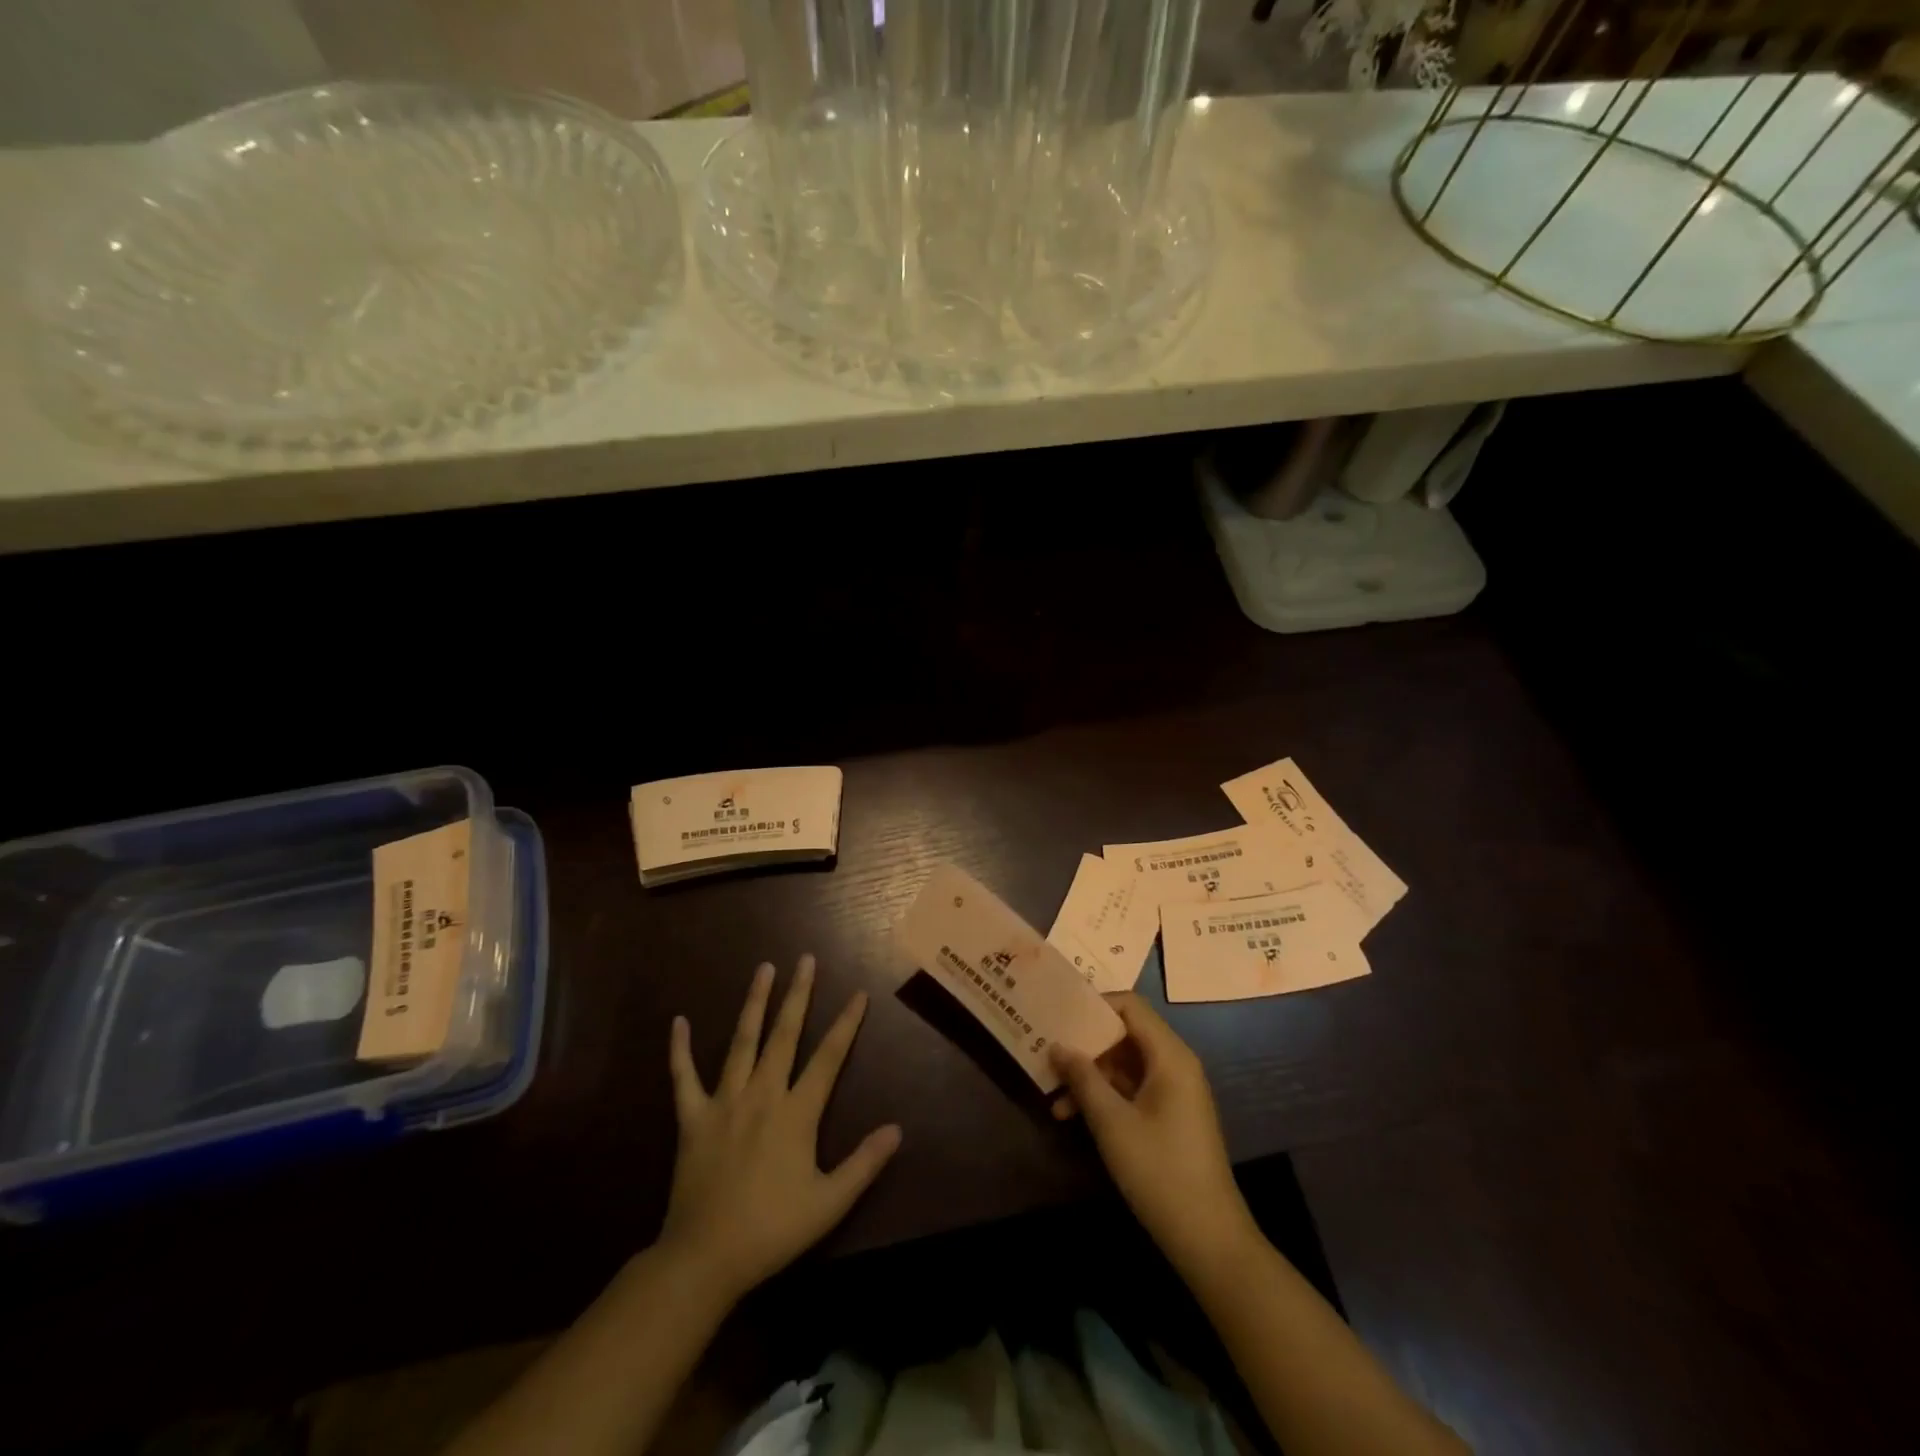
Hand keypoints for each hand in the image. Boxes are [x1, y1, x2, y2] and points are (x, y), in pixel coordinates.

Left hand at [660, 955, 900, 1303]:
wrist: (705, 1258)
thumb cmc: (772, 1229)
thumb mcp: (829, 1203)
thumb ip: (864, 1163)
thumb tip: (897, 1129)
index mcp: (796, 1112)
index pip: (828, 1058)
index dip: (846, 1024)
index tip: (859, 993)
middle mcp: (762, 1094)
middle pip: (784, 1034)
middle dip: (798, 994)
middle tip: (806, 959)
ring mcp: (724, 1102)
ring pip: (741, 1041)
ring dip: (754, 1002)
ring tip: (764, 968)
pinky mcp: (692, 1118)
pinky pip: (683, 1078)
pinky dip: (680, 1050)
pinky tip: (679, 1022)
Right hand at [1050, 993, 1257, 1274]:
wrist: (1209, 1239)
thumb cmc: (1159, 1171)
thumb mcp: (1111, 1122)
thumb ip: (1082, 1078)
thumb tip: (1057, 1044)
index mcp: (1169, 1056)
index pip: (1129, 1006)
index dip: (1094, 1004)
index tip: (1059, 1013)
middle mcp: (1175, 1064)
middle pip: (1125, 1034)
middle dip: (1086, 1044)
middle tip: (1048, 1051)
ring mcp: (1174, 1091)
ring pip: (1125, 1064)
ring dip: (1091, 1075)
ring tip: (1053, 1095)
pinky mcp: (1170, 1115)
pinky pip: (1132, 1088)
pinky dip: (1105, 1095)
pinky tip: (1073, 1115)